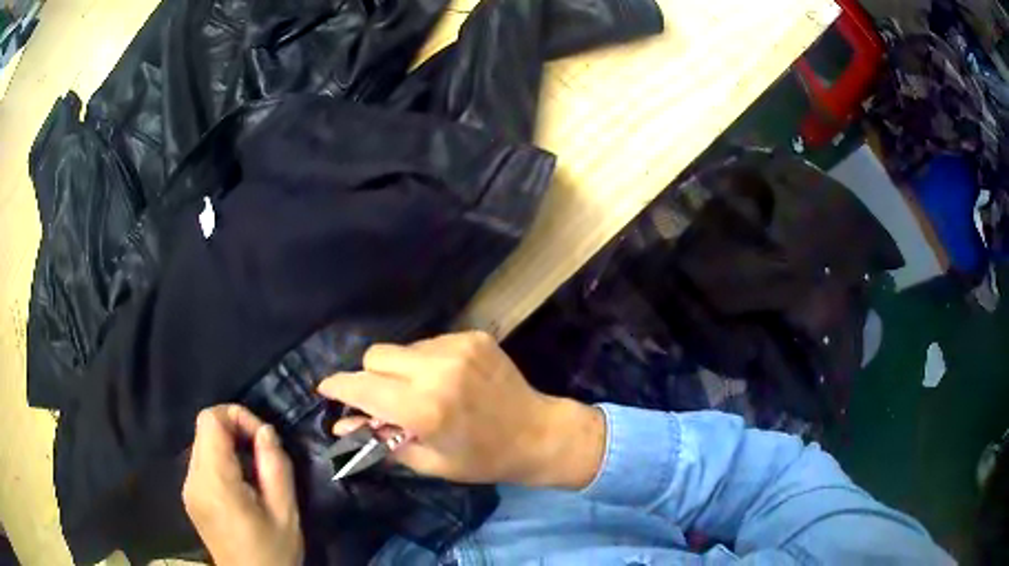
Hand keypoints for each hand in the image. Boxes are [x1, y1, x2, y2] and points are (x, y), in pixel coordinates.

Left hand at [183, 405, 303, 565]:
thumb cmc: (273, 552)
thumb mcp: (285, 512)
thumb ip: (276, 466)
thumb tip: (266, 431)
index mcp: (214, 482)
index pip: (210, 420)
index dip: (237, 415)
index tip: (263, 438)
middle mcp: (193, 478)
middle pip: (204, 429)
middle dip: (235, 431)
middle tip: (264, 455)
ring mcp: (188, 487)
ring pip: (202, 443)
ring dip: (229, 446)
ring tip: (255, 473)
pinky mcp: (190, 495)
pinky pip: (202, 462)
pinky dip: (221, 461)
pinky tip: (241, 486)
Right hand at [317, 331, 604, 488]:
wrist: (538, 433)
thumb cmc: (482, 459)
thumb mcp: (429, 462)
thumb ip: (381, 441)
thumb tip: (342, 425)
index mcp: (425, 408)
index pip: (363, 386)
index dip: (338, 386)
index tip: (326, 389)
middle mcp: (437, 370)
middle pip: (375, 356)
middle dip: (370, 378)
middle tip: (383, 401)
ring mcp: (458, 347)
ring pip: (402, 349)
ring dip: (399, 370)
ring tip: (420, 393)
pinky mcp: (473, 336)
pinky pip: (428, 343)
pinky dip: (425, 362)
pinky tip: (445, 382)